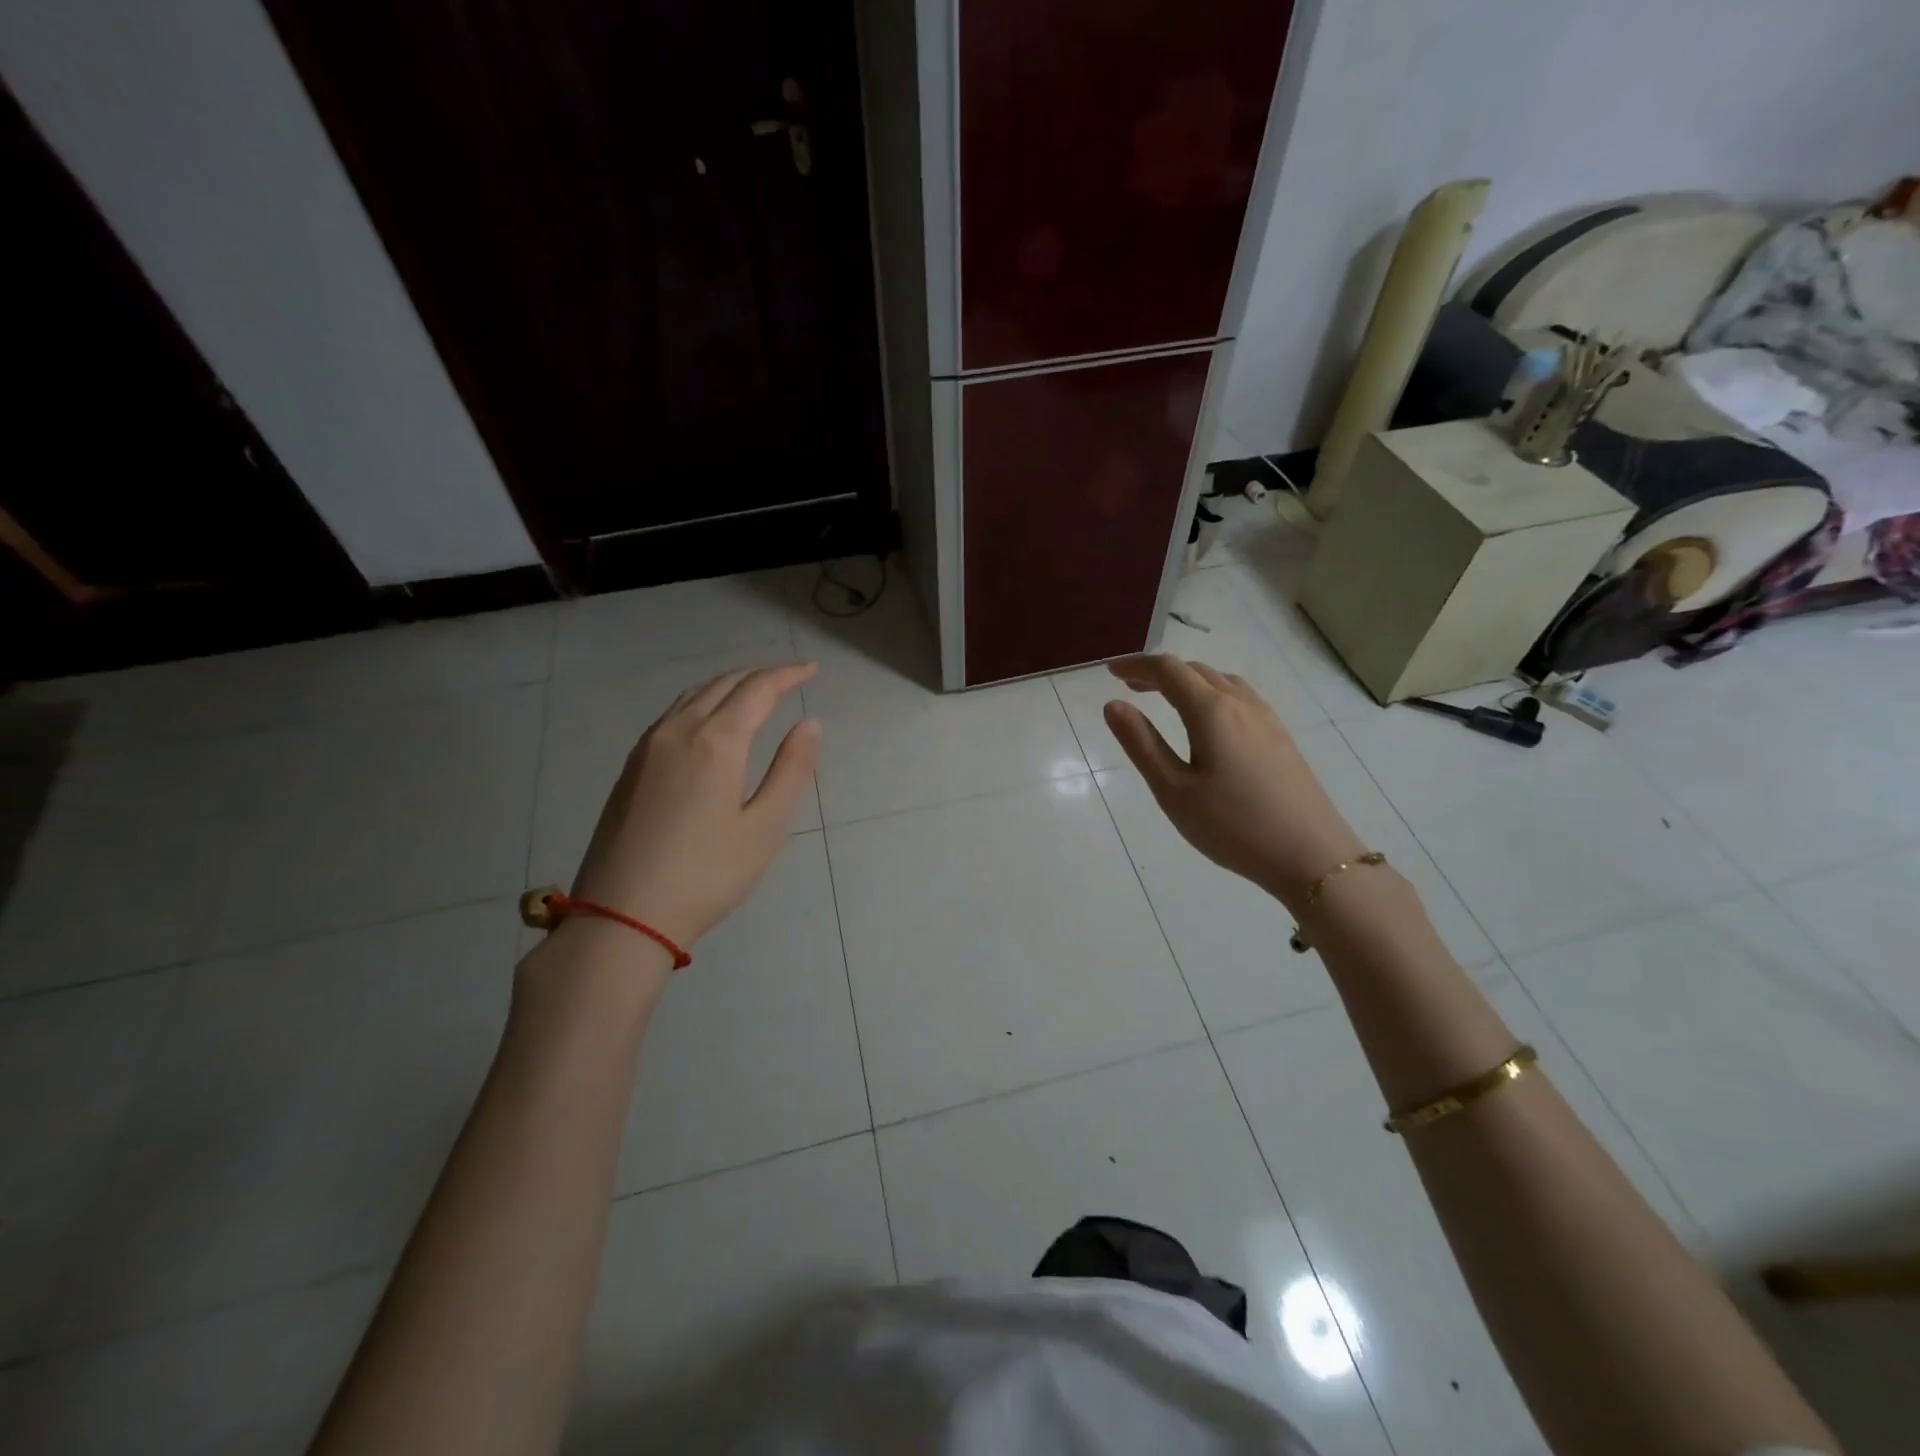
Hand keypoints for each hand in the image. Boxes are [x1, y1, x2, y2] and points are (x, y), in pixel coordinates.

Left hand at [570, 663, 820, 947]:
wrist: (622, 915)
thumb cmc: (707, 874)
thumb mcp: (765, 827)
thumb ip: (791, 770)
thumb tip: (810, 723)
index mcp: (716, 741)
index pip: (757, 689)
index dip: (787, 675)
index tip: (811, 671)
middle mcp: (679, 731)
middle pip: (723, 684)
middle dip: (759, 675)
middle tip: (789, 679)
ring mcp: (648, 747)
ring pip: (693, 696)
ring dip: (728, 686)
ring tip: (754, 693)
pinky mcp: (631, 767)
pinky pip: (672, 714)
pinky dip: (701, 702)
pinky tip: (709, 721)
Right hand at [1103, 655, 1364, 907]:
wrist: (1311, 855)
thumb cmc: (1232, 825)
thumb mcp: (1173, 790)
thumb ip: (1141, 743)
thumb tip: (1113, 704)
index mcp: (1211, 711)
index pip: (1168, 670)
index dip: (1136, 665)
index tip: (1111, 672)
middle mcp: (1240, 704)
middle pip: (1195, 670)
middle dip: (1160, 672)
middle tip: (1131, 686)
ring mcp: (1266, 719)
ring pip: (1221, 681)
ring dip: (1188, 681)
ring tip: (1165, 699)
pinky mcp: (1280, 737)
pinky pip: (1240, 697)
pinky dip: (1212, 693)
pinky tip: (1208, 720)